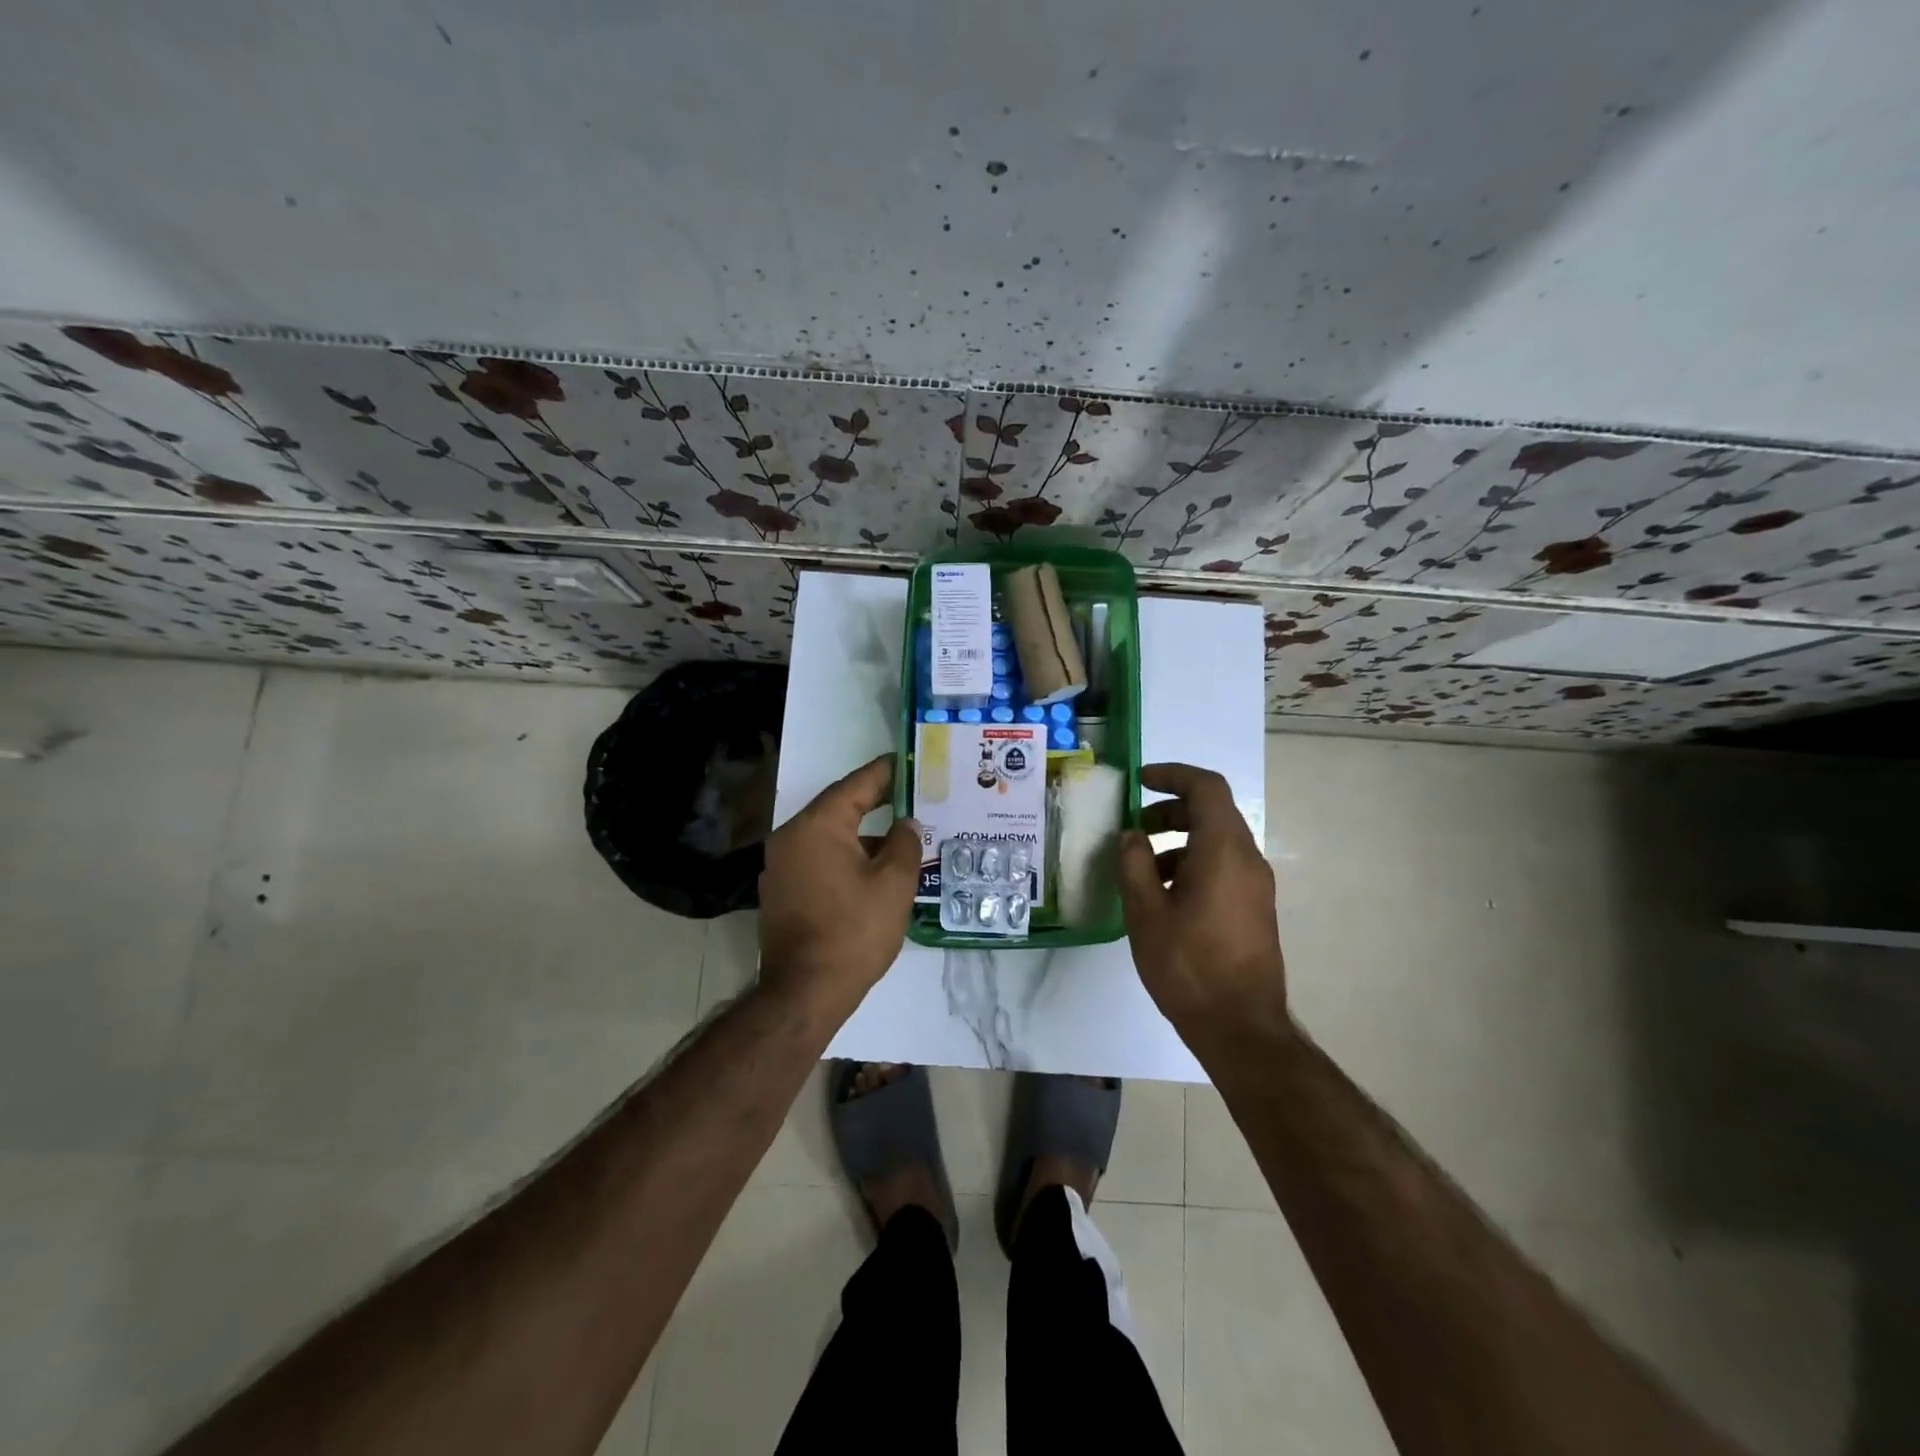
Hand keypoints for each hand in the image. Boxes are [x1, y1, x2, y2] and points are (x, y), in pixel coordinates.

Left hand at [758, 754, 920, 1019]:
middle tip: (912, 796)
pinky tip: (874, 870)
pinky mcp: (782, 890)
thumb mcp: (893, 884)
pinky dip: (847, 856)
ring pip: (830, 836)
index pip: (856, 785)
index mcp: (817, 826)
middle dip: (876, 802)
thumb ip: (905, 844)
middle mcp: (792, 837)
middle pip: (839, 808)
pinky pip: (819, 858)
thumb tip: (906, 824)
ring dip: (863, 835)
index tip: (907, 762)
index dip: (885, 772)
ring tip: (901, 838)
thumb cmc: (854, 931)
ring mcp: (782, 865)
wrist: (805, 992)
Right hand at [1117, 763, 1290, 1043]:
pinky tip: (1163, 896)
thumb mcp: (1146, 913)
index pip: (1206, 787)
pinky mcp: (1254, 908)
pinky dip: (1192, 863)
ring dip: (1178, 840)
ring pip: (1216, 841)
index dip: (1172, 775)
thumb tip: (1132, 835)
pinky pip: (1223, 867)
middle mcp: (1247, 859)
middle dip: (1170, 810)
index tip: (1140, 781)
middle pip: (1212, 812)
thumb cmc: (1189, 966)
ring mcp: (1256, 885)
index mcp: (1224, 851)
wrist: (1241, 1027)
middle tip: (1133, 827)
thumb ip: (1134, 864)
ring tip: (1140, 867)